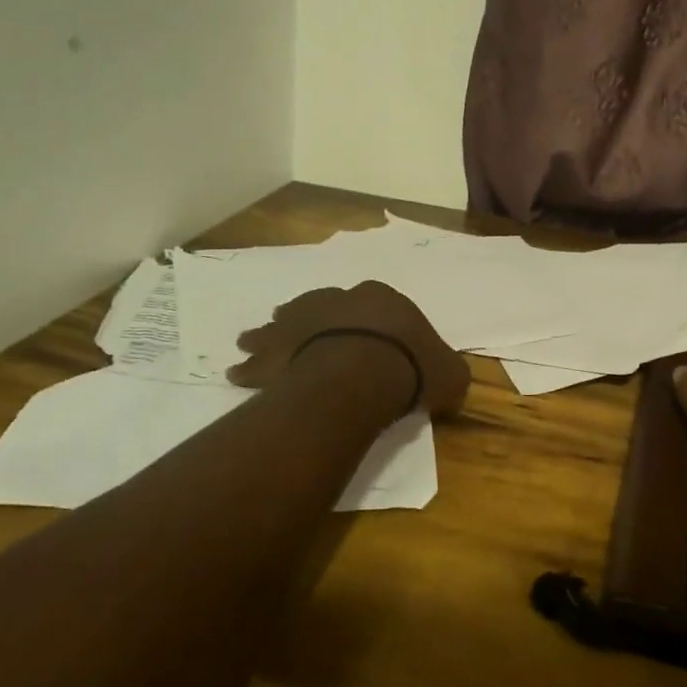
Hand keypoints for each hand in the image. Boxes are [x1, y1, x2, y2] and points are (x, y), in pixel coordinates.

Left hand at [227, 281, 470, 417]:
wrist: (365, 371)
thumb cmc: (411, 367)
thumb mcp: (450, 374)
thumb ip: (448, 376)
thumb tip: (450, 387)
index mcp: (383, 299)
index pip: (377, 303)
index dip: (373, 322)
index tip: (372, 341)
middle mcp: (339, 301)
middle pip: (321, 307)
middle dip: (311, 319)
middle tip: (299, 331)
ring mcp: (305, 321)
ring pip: (283, 324)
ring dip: (268, 333)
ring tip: (250, 341)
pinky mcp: (281, 348)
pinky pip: (259, 358)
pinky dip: (249, 366)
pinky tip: (237, 372)